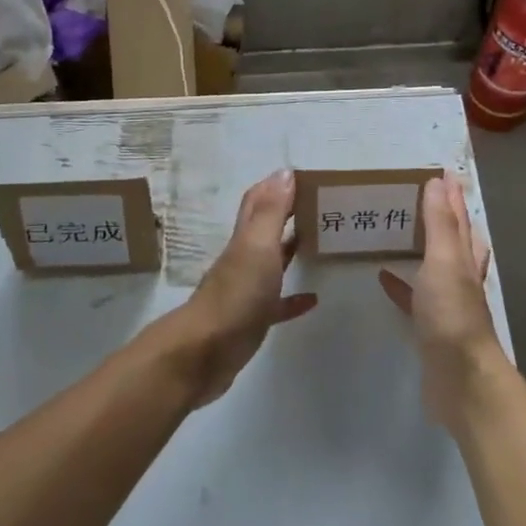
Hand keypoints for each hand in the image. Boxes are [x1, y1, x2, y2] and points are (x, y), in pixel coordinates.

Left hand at [165, 170, 315, 406]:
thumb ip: (271, 211)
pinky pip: (277, 305)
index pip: (258, 201)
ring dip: (292, 251)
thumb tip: (284, 172)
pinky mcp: (252, 321)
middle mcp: (244, 259)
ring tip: (321, 243)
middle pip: (266, 229)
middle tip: (321, 206)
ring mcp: (246, 291)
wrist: (204, 353)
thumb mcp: (257, 247)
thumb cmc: (236, 295)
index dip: (277, 186)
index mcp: (245, 239)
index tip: (306, 178)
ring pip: (272, 264)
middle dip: (289, 214)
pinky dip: (294, 299)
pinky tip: (313, 299)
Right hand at [379, 176, 500, 431]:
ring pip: (435, 266)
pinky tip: (384, 277)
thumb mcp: (444, 261)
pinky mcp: (430, 327)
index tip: (439, 171)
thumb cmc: (452, 315)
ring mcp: (446, 303)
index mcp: (464, 258)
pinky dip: (401, 285)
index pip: (459, 218)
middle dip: (442, 217)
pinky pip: (413, 298)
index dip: (451, 195)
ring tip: (402, 230)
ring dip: (422, 248)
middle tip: (421, 196)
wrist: (461, 380)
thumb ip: (440, 223)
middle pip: (453, 239)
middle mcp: (460, 276)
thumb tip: (438, 181)